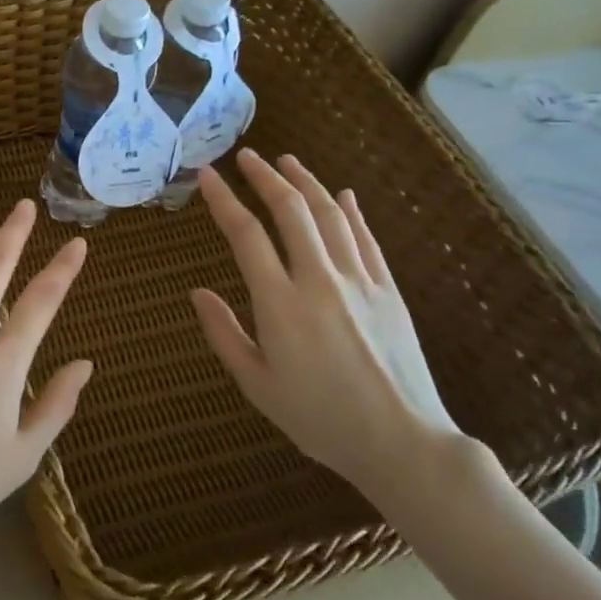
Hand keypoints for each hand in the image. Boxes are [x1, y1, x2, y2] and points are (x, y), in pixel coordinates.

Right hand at [190, 150, 459, 498]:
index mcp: (281, 304)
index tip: (206, 176)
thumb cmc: (320, 419)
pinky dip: (351, 211)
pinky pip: (366, 239)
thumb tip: (197, 292)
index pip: (246, 235)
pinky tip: (343, 195)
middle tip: (245, 156)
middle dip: (265, 177)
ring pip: (331, 215)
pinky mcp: (389, 291)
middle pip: (291, 211)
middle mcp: (320, 280)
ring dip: (306, 183)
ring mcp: (359, 281)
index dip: (223, 200)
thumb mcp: (257, 385)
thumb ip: (224, 334)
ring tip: (287, 162)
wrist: (402, 443)